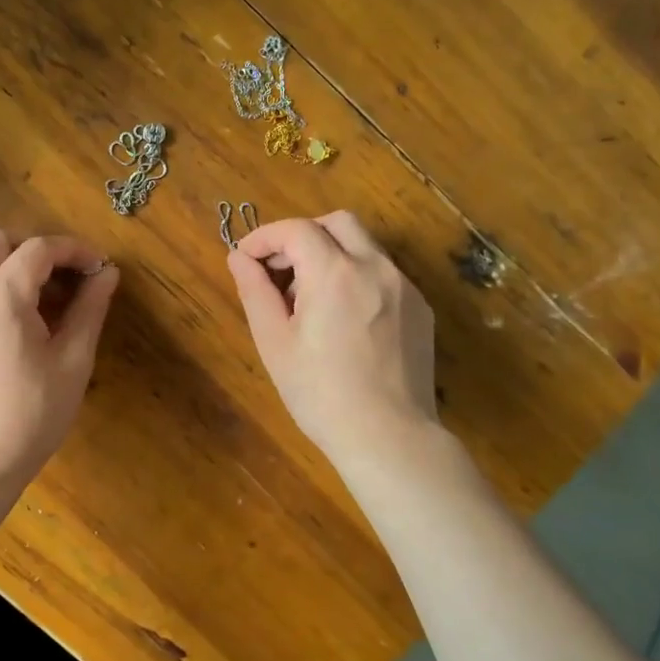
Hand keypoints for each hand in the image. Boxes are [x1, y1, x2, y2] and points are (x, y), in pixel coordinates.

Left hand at [0, 226, 120, 494]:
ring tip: (44, 302)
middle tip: (63, 278)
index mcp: (1, 295)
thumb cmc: (33, 413)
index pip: (39, 248)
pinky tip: (17, 324)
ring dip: (10, 265)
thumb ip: (90, 308)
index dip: (74, 250)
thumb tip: (108, 273)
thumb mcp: (73, 360)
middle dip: (32, 247)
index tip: (99, 268)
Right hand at [226, 211, 439, 468]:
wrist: (389, 437)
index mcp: (335, 273)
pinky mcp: (420, 309)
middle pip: (338, 223)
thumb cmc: (320, 394)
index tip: (245, 259)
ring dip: (331, 254)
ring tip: (308, 299)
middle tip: (278, 270)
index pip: (296, 230)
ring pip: (364, 246)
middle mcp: (376, 267)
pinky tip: (343, 319)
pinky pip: (383, 274)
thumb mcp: (274, 343)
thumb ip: (254, 291)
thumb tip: (238, 258)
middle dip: (302, 235)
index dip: (264, 237)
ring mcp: (404, 287)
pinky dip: (356, 277)